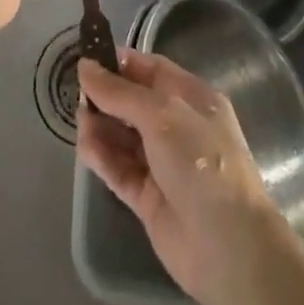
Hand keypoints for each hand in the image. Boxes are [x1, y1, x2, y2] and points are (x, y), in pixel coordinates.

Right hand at [76, 48, 283, 304]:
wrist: (226, 245)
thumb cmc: (200, 161)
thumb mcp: (161, 114)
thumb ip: (120, 92)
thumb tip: (85, 67)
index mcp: (192, 98)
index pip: (152, 71)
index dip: (122, 64)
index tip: (89, 59)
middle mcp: (178, 127)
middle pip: (135, 104)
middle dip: (107, 96)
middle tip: (77, 93)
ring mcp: (163, 164)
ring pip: (124, 137)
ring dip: (101, 127)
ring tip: (80, 121)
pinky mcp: (149, 198)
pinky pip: (120, 170)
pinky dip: (103, 157)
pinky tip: (85, 147)